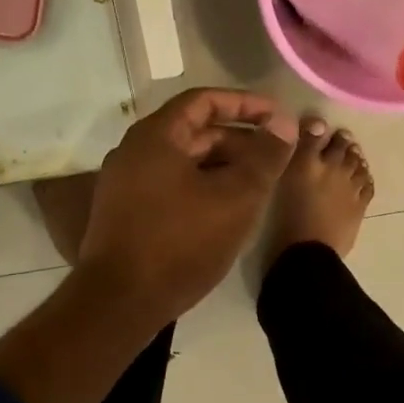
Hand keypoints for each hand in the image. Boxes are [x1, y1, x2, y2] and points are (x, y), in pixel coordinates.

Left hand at [78, 88, 298, 323]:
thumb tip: (284, 123)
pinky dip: (202, 185)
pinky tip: (226, 208)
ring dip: (222, 165)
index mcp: (155, 136)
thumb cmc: (181, 242)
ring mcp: (125, 183)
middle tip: (275, 155)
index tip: (277, 116)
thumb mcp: (236, 198)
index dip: (245, 104)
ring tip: (257, 183)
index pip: (204, 100)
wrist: (120, 302)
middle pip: (194, 131)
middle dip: (238, 139)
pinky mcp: (125, 212)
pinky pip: (170, 184)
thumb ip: (265, 157)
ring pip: (183, 161)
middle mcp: (134, 151)